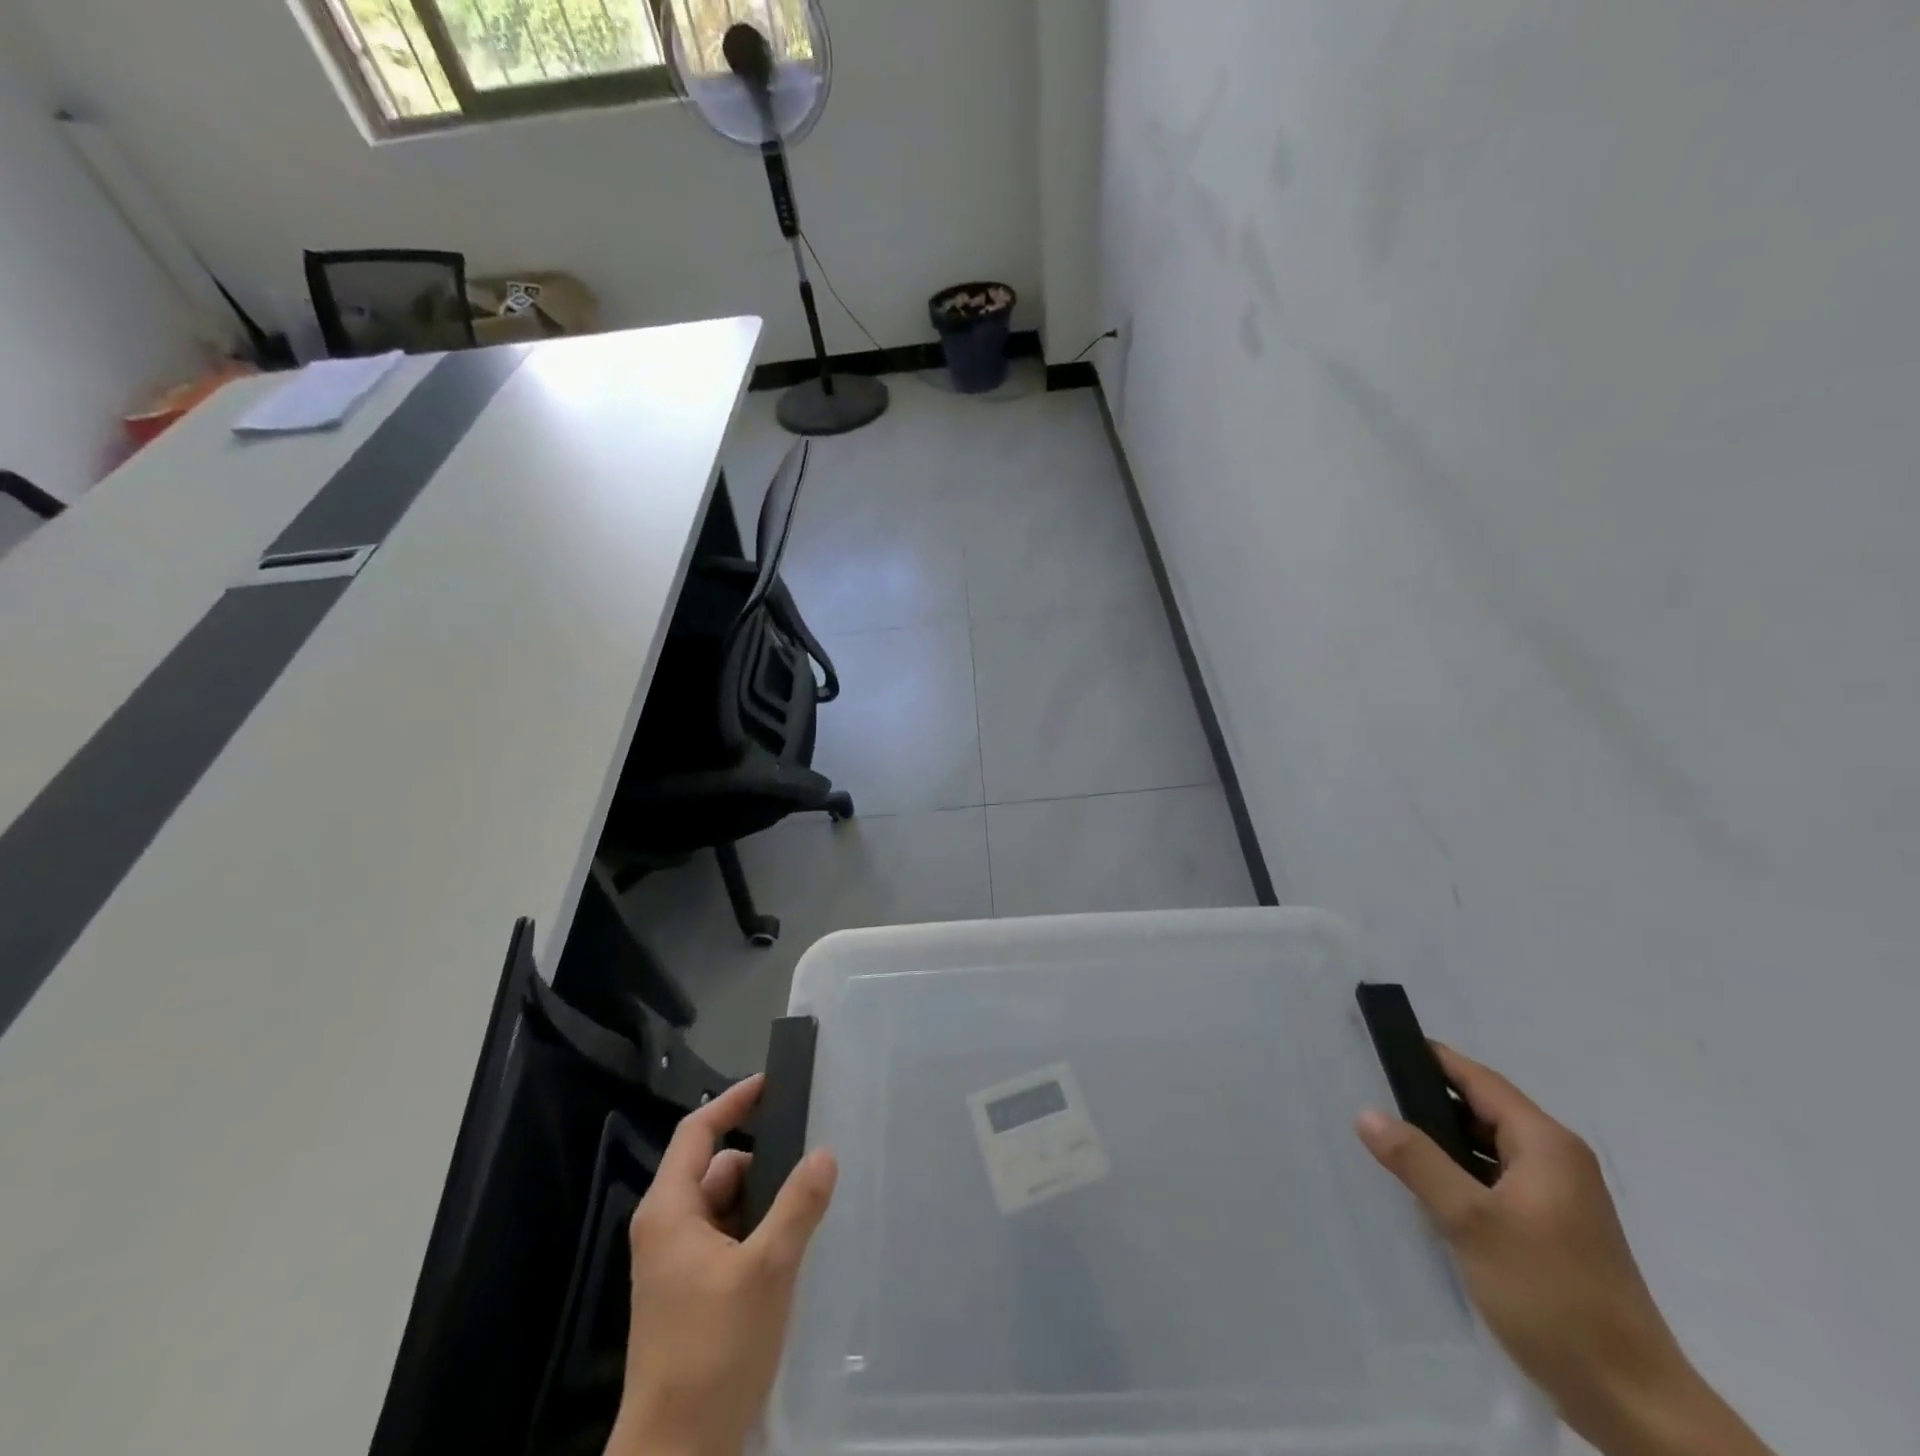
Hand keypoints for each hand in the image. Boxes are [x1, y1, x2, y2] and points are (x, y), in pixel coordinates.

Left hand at [609, 1074, 837, 1455]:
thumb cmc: (713, 1351)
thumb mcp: (767, 1270)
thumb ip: (798, 1205)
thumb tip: (824, 1153)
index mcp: (670, 1211)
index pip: (698, 1132)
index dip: (733, 1102)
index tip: (771, 1083)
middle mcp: (667, 1229)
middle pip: (717, 1169)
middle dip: (762, 1163)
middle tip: (810, 1160)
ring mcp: (677, 1265)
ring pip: (726, 1207)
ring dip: (763, 1203)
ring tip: (808, 1207)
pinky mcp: (691, 1295)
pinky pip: (727, 1240)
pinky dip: (756, 1233)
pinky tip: (791, 1249)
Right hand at [1355, 1045, 1771, 1455]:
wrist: (1634, 1405)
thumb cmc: (1553, 1296)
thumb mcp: (1472, 1222)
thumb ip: (1418, 1161)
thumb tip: (1367, 1112)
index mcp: (1546, 1145)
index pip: (1479, 1080)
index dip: (1431, 1059)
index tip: (1381, 1047)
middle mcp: (1556, 1162)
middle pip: (1482, 1111)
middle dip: (1428, 1102)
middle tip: (1368, 1092)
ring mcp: (1557, 1200)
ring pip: (1486, 1150)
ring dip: (1441, 1143)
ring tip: (1383, 1137)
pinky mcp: (1551, 1233)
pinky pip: (1493, 1183)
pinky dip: (1459, 1177)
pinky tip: (1421, 1190)